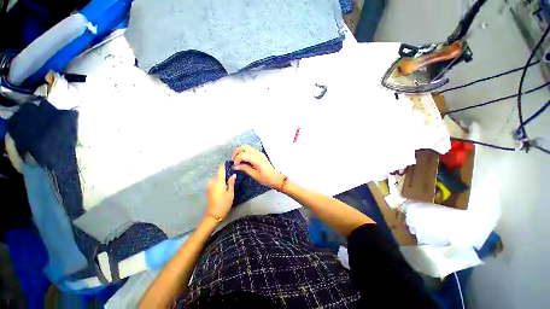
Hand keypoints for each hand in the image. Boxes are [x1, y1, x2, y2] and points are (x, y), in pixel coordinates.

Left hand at [206, 164, 235, 220]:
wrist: (214, 214)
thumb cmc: (224, 203)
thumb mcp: (230, 193)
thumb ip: (231, 182)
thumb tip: (233, 174)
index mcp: (218, 181)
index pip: (221, 169)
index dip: (225, 165)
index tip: (231, 163)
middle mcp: (212, 182)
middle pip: (219, 173)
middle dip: (226, 171)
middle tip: (234, 171)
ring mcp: (210, 186)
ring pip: (218, 178)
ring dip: (223, 176)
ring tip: (231, 177)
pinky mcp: (210, 189)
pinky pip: (216, 181)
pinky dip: (221, 181)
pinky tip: (226, 183)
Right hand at [232, 145, 284, 188]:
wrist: (276, 178)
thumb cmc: (266, 178)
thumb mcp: (254, 175)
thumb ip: (245, 168)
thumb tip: (236, 166)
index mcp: (256, 159)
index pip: (243, 154)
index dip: (237, 159)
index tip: (235, 166)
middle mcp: (258, 153)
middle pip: (244, 147)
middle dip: (237, 152)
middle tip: (234, 160)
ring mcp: (259, 153)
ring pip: (247, 147)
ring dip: (240, 152)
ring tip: (237, 160)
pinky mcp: (260, 154)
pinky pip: (250, 150)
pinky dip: (244, 153)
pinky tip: (243, 160)